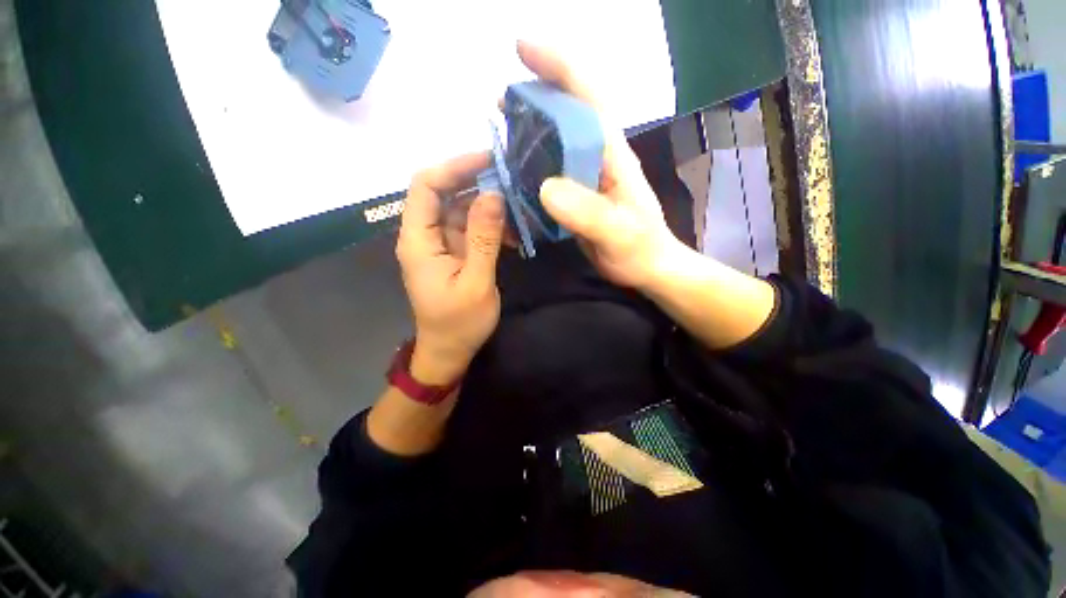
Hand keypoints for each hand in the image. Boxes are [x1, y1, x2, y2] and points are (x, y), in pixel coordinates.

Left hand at [396, 153, 505, 384]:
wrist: (449, 351)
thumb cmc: (459, 323)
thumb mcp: (477, 281)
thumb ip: (484, 238)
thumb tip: (494, 195)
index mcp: (419, 240)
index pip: (426, 186)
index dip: (455, 166)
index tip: (490, 160)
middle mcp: (424, 235)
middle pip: (444, 193)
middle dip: (476, 182)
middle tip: (512, 179)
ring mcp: (439, 244)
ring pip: (460, 209)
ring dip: (487, 205)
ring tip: (518, 206)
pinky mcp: (453, 252)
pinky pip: (470, 228)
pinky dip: (490, 225)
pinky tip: (512, 231)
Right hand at [517, 41, 683, 289]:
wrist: (646, 267)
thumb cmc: (639, 250)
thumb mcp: (619, 234)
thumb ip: (588, 212)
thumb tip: (544, 187)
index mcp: (612, 155)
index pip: (588, 97)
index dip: (558, 66)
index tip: (522, 49)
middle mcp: (597, 156)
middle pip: (567, 111)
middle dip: (534, 95)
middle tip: (499, 103)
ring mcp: (585, 175)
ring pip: (555, 140)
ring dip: (528, 129)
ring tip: (500, 133)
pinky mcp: (576, 194)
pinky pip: (550, 169)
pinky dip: (530, 163)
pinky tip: (515, 172)